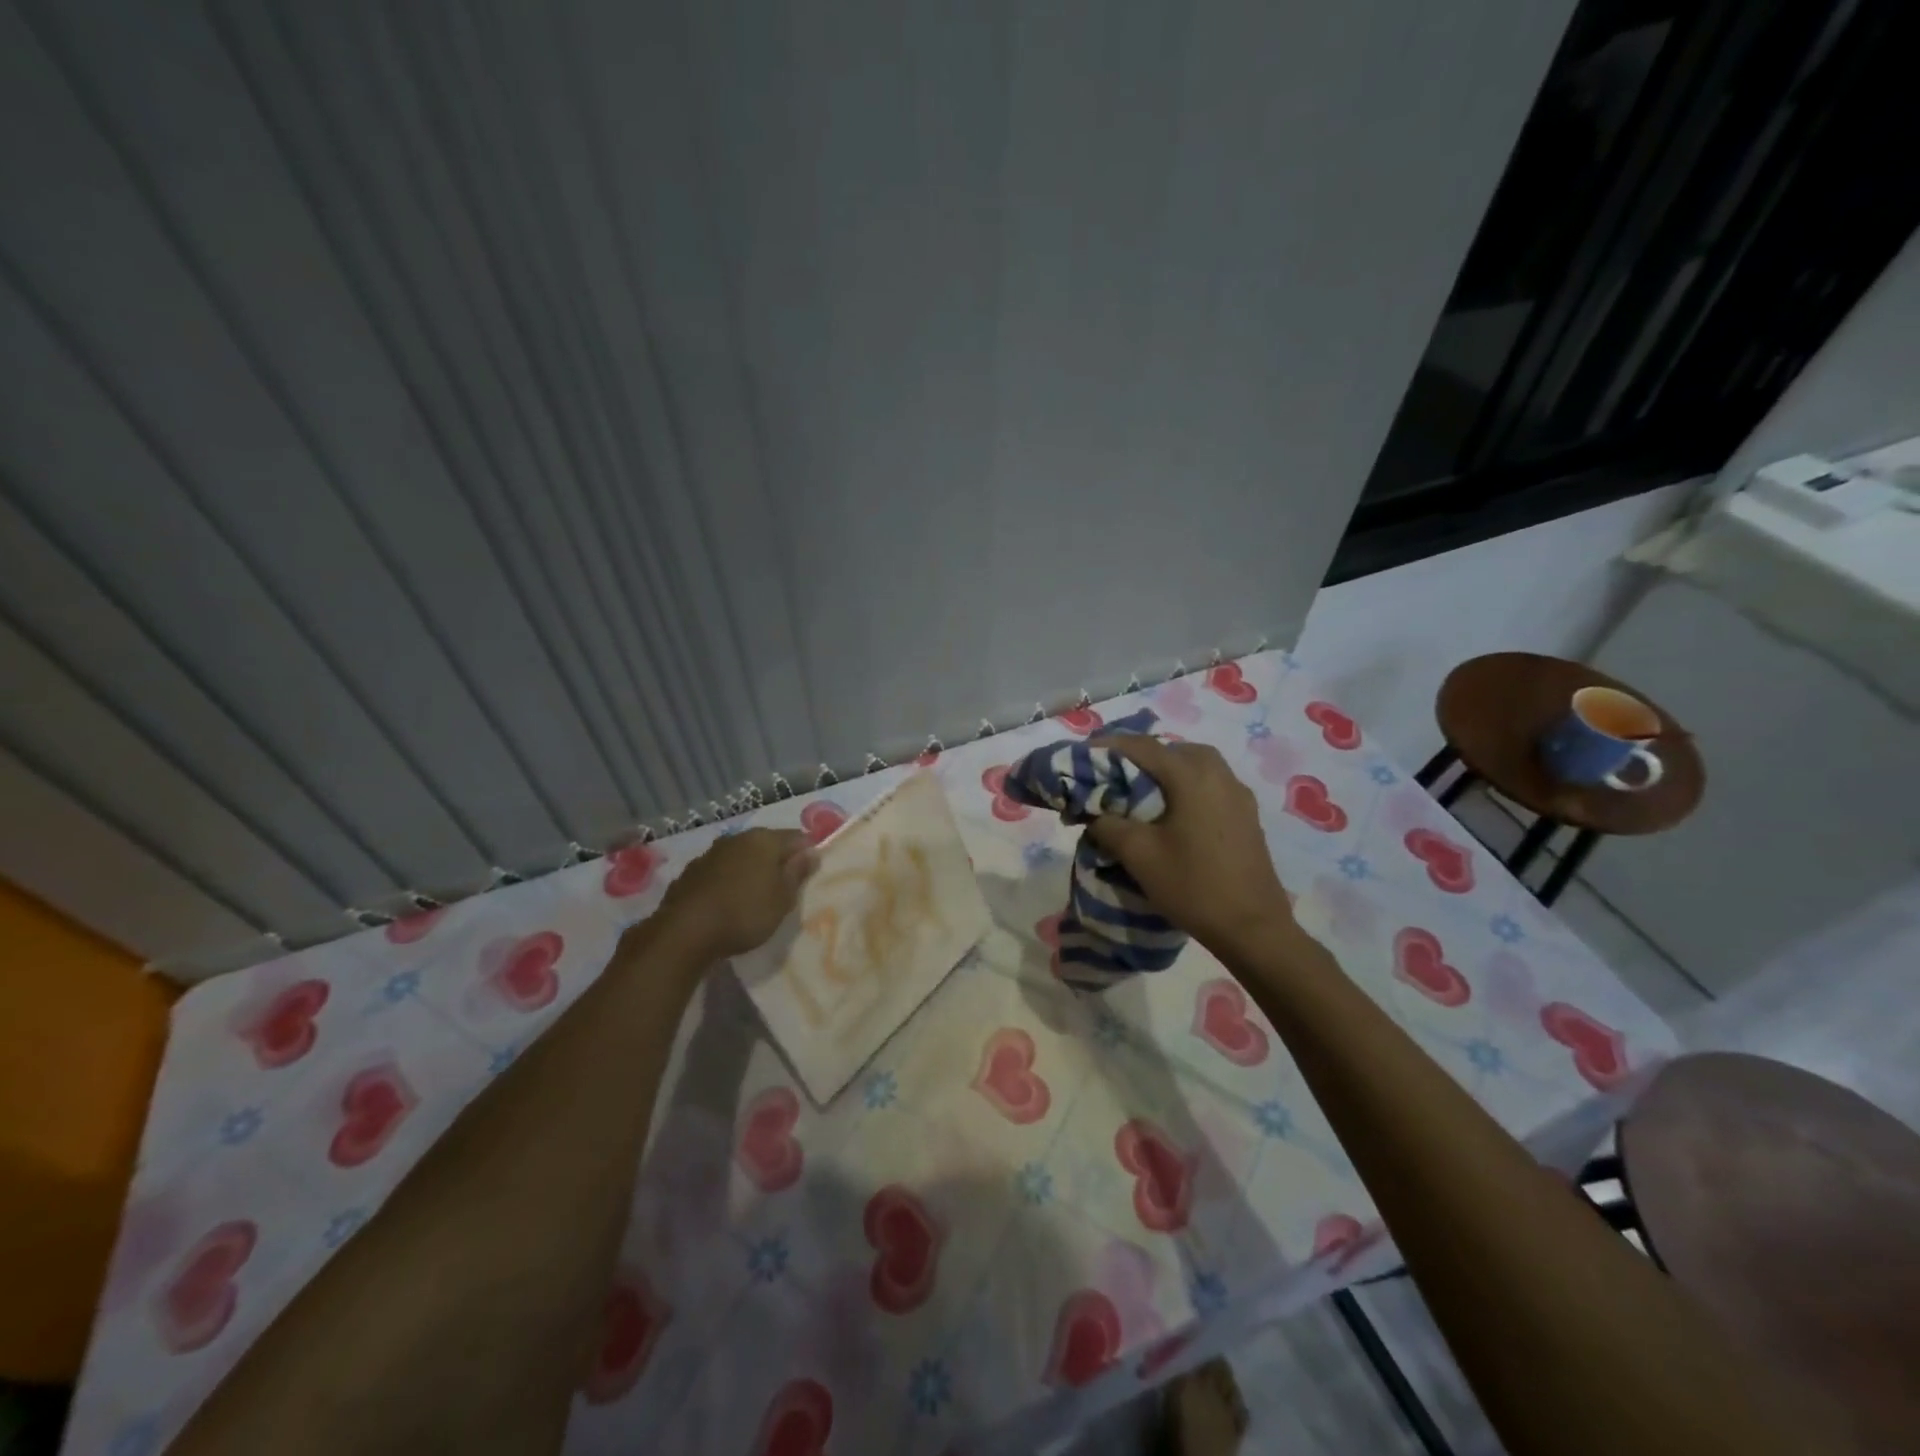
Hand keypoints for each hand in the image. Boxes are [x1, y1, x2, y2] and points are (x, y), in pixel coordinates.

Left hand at [648, 829, 816, 963]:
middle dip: (777, 860)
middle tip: (785, 885)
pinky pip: (720, 871)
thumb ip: (797, 873)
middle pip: (766, 844)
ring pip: (741, 856)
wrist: (684, 932)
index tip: (810, 873)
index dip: (807, 852)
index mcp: (764, 840)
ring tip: (756, 894)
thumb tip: (810, 852)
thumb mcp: (782, 898)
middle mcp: (737, 838)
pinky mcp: (690, 873)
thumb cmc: (745, 913)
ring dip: (751, 870)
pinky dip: (728, 880)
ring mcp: (710, 854)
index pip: (796, 837)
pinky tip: (729, 900)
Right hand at [1085, 735, 1296, 957]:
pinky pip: (1209, 784)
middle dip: (1138, 756)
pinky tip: (1171, 812)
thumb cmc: (1193, 885)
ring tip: (1138, 792)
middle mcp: (1219, 774)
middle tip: (1110, 774)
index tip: (1081, 755)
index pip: (1142, 746)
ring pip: (1193, 765)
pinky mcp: (1247, 815)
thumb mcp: (1138, 855)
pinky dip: (1184, 786)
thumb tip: (1092, 813)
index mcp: (1192, 775)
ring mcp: (1238, 794)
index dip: (1107, 747)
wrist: (1253, 928)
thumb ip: (1108, 824)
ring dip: (1163, 771)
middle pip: (1171, 750)